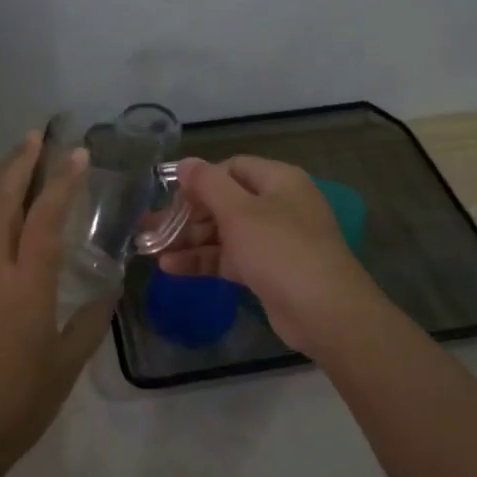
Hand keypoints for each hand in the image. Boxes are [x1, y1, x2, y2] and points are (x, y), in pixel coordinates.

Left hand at [0, 131, 111, 466]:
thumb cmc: (19, 400)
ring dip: (9, 186)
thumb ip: (90, 323)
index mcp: (25, 285)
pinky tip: (22, 221)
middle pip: (3, 205)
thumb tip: (109, 291)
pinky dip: (6, 216)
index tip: (78, 154)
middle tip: (35, 135)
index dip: (61, 183)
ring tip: (28, 163)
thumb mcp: (66, 364)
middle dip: (18, 166)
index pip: (44, 219)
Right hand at [158, 155, 384, 358]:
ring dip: (189, 239)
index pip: (231, 168)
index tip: (170, 196)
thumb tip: (185, 163)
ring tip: (150, 249)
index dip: (200, 180)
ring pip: (223, 232)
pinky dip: (203, 260)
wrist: (326, 313)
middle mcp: (277, 205)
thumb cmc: (281, 250)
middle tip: (150, 227)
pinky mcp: (267, 271)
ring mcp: (273, 240)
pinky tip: (170, 267)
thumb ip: (208, 184)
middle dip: (186, 214)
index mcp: (278, 181)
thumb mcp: (240, 212)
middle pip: (224, 201)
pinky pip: (229, 257)